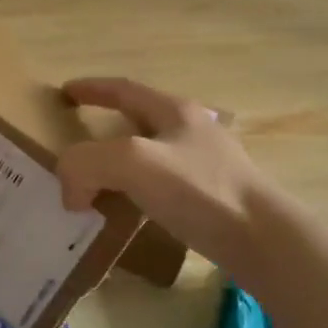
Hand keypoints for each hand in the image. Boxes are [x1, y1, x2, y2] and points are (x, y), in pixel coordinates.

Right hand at [56, 77, 271, 272]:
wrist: (263, 239)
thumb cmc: (199, 189)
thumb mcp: (132, 163)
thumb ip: (87, 164)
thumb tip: (71, 191)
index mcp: (174, 111)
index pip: (123, 89)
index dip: (92, 88)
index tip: (64, 91)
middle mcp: (192, 130)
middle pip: (139, 119)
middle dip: (106, 127)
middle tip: (77, 144)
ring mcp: (207, 164)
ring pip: (151, 156)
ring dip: (120, 165)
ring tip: (96, 185)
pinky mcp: (213, 198)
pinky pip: (163, 187)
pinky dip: (137, 193)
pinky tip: (130, 215)